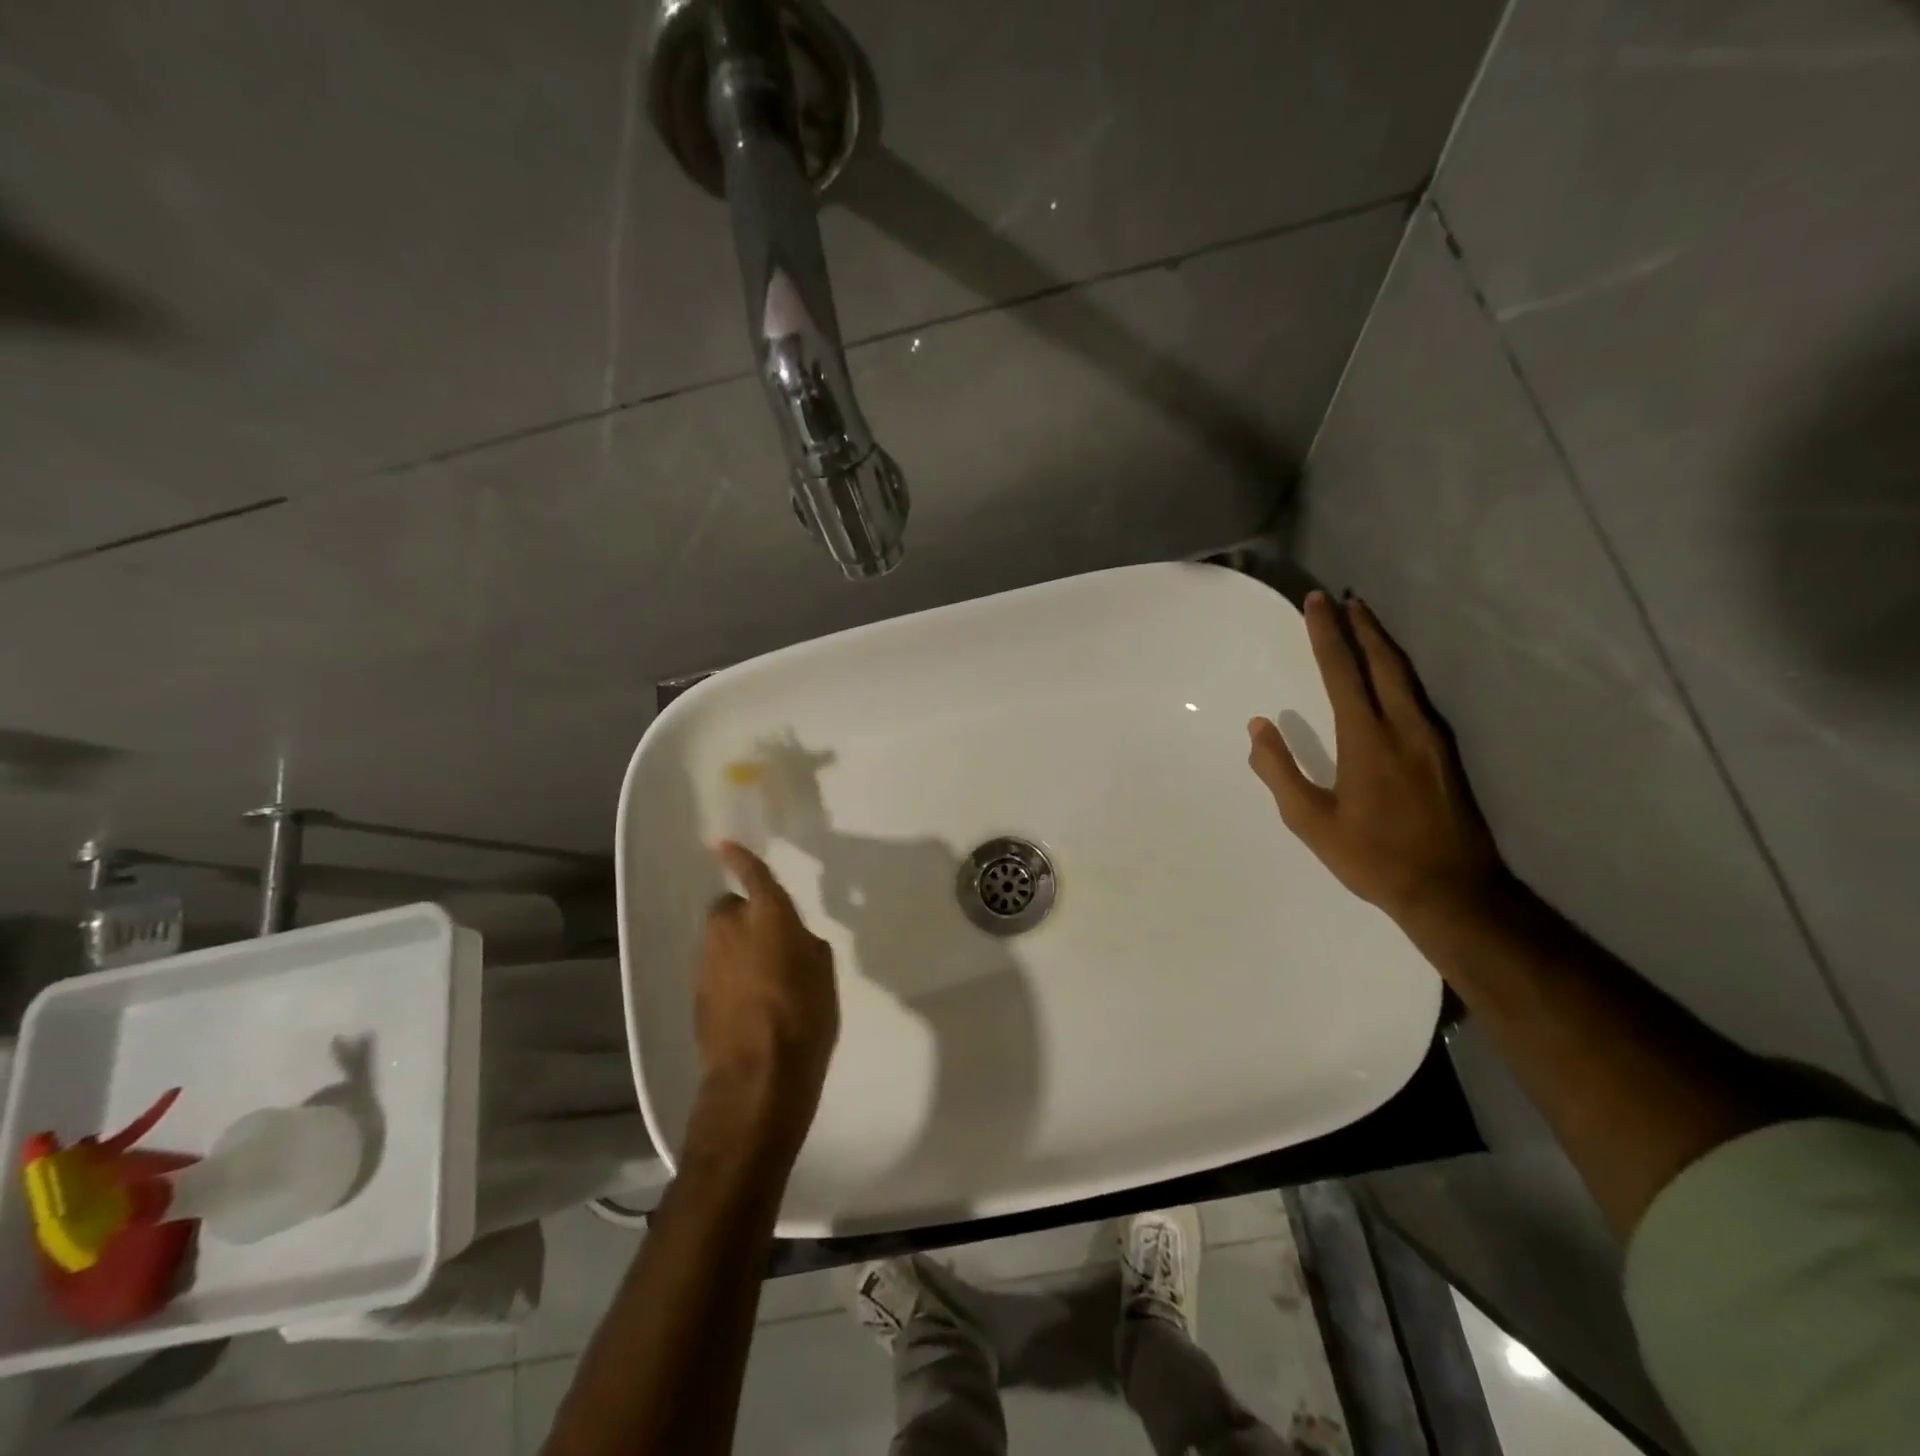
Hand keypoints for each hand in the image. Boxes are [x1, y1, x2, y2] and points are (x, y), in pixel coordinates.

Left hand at [692, 843, 838, 1153]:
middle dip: (743, 915)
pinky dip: (727, 973)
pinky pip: (713, 967)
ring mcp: (707, 962)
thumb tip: (792, 938)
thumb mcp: (823, 973)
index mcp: (768, 918)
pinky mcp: (696, 992)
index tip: (724, 844)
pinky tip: (746, 1000)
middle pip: (728, 908)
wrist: (758, 1077)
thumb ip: (804, 944)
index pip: (752, 876)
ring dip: (734, 945)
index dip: (740, 858)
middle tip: (767, 938)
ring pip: (718, 939)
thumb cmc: (805, 1017)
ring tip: (760, 975)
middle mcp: (730, 930)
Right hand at [1247, 591, 1504, 925]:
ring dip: (1383, 645)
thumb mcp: (1311, 822)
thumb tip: (1258, 727)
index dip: (1326, 634)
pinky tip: (1392, 675)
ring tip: (1366, 624)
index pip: (1343, 672)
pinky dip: (1399, 671)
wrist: (1454, 891)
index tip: (1316, 603)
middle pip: (1384, 661)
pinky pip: (1418, 695)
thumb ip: (1280, 771)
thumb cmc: (1373, 857)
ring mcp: (1432, 738)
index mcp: (1367, 739)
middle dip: (1363, 626)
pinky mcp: (1447, 753)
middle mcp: (1404, 726)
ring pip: (1407, 675)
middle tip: (1346, 599)